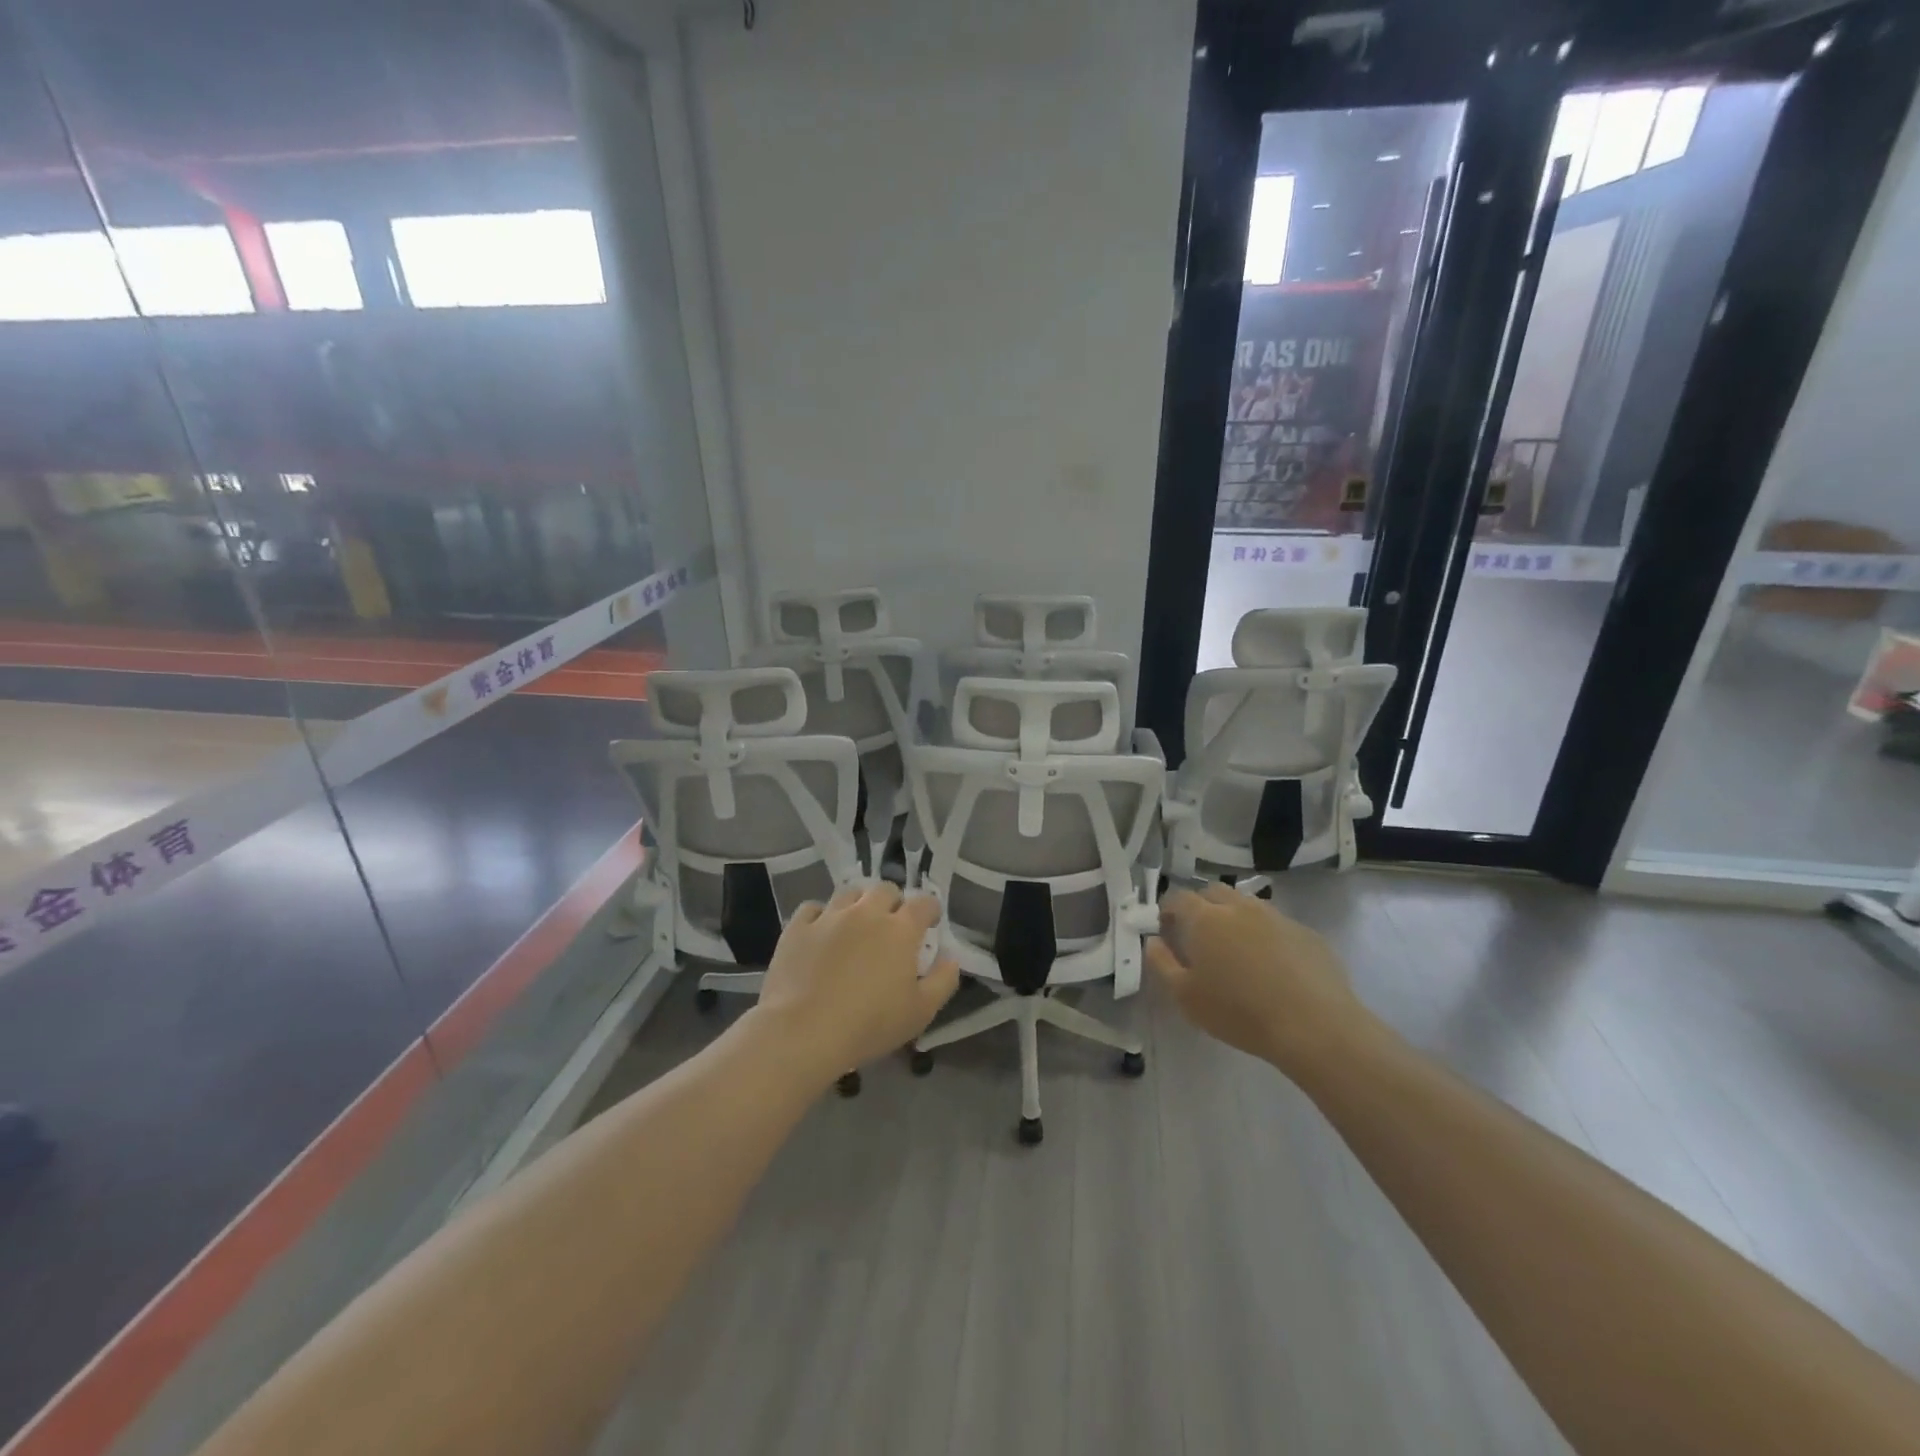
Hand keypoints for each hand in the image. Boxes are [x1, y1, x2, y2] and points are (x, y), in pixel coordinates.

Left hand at [749, 882, 960, 1084]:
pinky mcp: (798, 927)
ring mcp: (829, 916)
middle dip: (893, 902)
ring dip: (859, 904)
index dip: (930, 910)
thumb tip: (951, 959)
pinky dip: (821, 915)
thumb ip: (943, 981)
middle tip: (892, 925)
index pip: (924, 903)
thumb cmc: (869, 1025)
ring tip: (856, 925)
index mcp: (900, 930)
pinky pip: (812, 908)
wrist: (803, 1032)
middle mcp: (866, 913)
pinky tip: (821, 932)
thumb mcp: (920, 1012)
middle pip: (885, 890)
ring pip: (849, 893)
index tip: (929, 923)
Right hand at [1146, 885, 1379, 1078]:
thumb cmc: (1239, 1013)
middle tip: (1200, 937)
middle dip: (1201, 906)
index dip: (1168, 911)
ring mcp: (1276, 917)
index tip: (1166, 931)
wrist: (1315, 1027)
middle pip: (1213, 892)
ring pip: (1247, 905)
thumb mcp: (1186, 997)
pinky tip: (1273, 966)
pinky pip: (1277, 925)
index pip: (1178, 898)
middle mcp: (1239, 907)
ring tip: (1236, 950)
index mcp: (1205, 918)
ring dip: (1235, 918)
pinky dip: (1266, 935)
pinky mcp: (1307, 933)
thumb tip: (1153, 941)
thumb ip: (1162, 964)